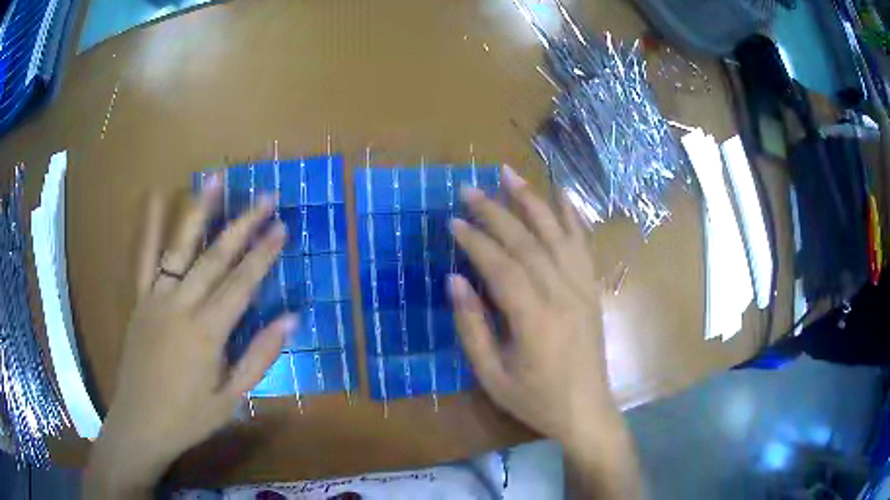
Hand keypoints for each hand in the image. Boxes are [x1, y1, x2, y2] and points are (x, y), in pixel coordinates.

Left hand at [84, 177, 295, 495]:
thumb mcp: (232, 398)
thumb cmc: (189, 417)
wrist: (141, 423)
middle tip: (265, 197)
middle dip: (243, 225)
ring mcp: (156, 298)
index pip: (242, 284)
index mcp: (208, 332)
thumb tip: (290, 319)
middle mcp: (182, 305)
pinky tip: (155, 196)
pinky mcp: (140, 300)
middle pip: (216, 258)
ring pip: (180, 247)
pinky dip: (148, 226)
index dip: (264, 254)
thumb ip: (259, 357)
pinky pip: (144, 258)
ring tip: (215, 179)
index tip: (282, 227)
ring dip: (199, 211)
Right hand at [449, 165, 614, 442]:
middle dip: (496, 212)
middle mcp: (562, 295)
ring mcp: (583, 289)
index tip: (453, 221)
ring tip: (509, 174)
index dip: (475, 241)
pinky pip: (584, 246)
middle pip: (527, 242)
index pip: (501, 266)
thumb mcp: (493, 375)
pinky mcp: (592, 290)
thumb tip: (455, 280)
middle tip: (469, 189)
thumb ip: (472, 327)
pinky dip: (573, 217)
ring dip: (532, 201)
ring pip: (556, 234)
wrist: (587, 411)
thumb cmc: (536, 400)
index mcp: (535, 319)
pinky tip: (563, 195)